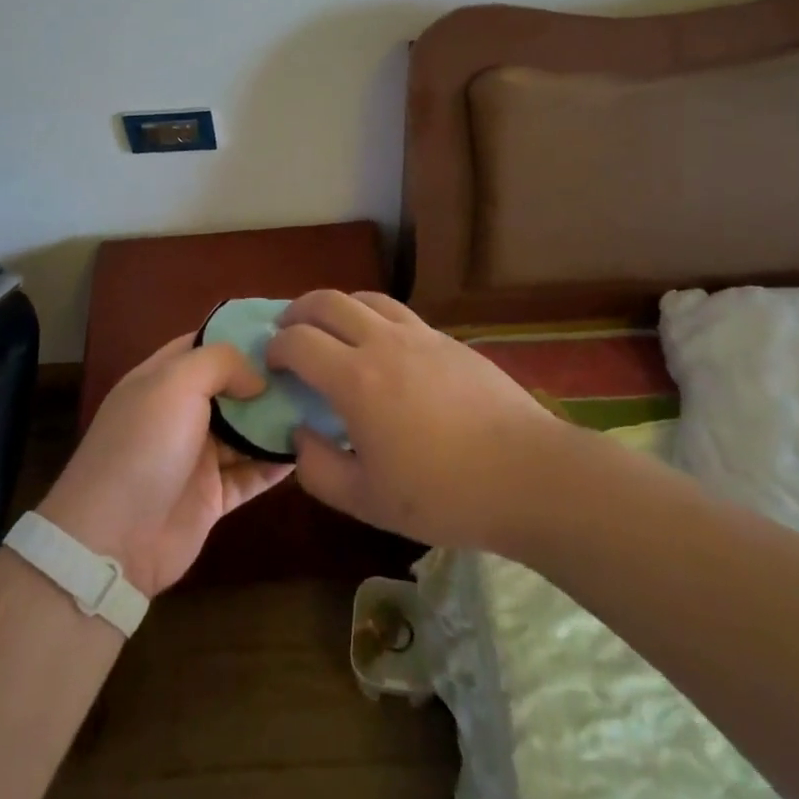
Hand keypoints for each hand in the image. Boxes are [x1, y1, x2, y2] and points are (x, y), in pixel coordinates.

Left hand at [38, 334, 292, 598]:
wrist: (113, 540)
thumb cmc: (144, 446)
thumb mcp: (176, 383)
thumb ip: (221, 363)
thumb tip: (258, 378)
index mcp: (162, 380)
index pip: (204, 344)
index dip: (240, 334)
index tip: (286, 328)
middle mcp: (179, 413)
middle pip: (231, 387)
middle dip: (268, 377)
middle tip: (315, 368)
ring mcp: (196, 456)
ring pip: (246, 430)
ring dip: (278, 419)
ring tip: (322, 402)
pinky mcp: (213, 496)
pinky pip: (252, 473)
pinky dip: (277, 462)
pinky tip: (310, 447)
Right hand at [266, 290, 565, 550]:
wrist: (527, 474)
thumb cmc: (444, 494)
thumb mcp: (367, 500)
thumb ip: (318, 469)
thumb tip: (300, 434)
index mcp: (356, 379)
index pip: (299, 341)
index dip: (276, 347)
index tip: (271, 363)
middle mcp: (383, 343)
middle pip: (328, 302)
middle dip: (298, 312)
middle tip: (288, 332)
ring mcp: (420, 335)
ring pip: (366, 298)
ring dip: (337, 307)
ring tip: (332, 330)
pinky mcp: (449, 340)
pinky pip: (399, 313)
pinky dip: (374, 317)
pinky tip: (382, 347)